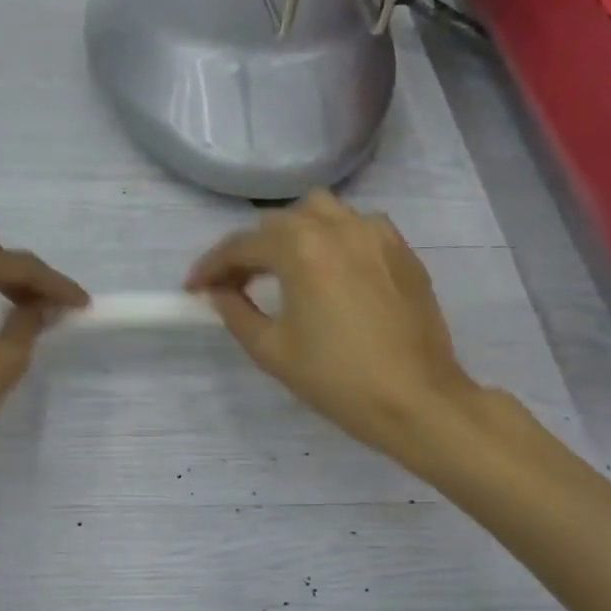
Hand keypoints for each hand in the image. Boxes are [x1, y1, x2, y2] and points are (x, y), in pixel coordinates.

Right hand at [186, 190, 477, 463]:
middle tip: (234, 285)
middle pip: (278, 223)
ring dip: (292, 233)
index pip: (241, 246)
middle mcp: (337, 227)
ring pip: (320, 212)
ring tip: (283, 267)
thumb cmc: (337, 378)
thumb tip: (218, 292)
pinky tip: (331, 271)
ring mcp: (375, 233)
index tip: (193, 287)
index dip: (211, 266)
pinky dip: (333, 238)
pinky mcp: (402, 250)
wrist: (416, 399)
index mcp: (300, 248)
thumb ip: (236, 312)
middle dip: (249, 250)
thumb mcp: (272, 350)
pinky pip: (357, 226)